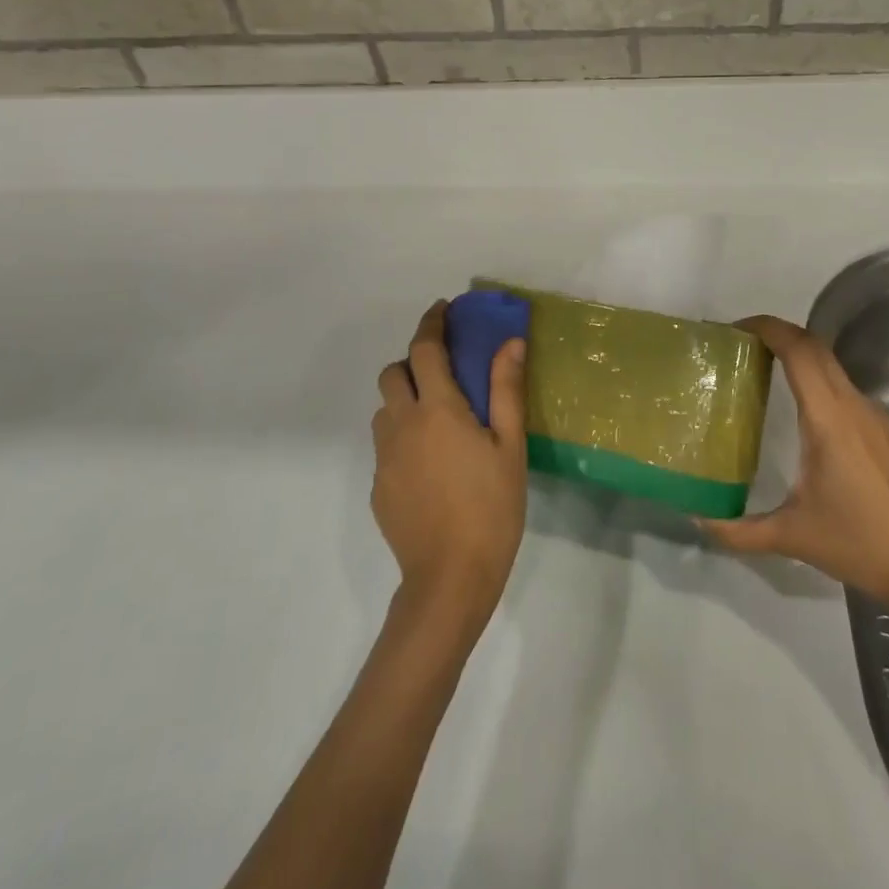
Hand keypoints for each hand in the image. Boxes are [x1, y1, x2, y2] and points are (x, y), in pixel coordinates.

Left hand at [373, 301, 527, 633]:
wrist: (450, 578)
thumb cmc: (491, 507)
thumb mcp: (510, 446)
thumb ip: (506, 389)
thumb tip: (510, 342)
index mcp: (437, 409)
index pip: (424, 349)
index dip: (431, 323)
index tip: (442, 309)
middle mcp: (402, 425)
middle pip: (392, 373)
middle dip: (413, 362)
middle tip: (444, 374)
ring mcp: (384, 458)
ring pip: (384, 410)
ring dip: (404, 400)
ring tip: (437, 421)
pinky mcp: (378, 486)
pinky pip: (386, 445)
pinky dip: (403, 437)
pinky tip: (431, 465)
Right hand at [699, 315, 888, 613]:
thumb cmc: (859, 543)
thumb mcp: (791, 536)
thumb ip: (739, 530)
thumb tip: (699, 520)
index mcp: (830, 418)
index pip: (800, 351)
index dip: (768, 329)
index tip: (735, 329)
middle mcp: (853, 405)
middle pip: (815, 347)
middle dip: (778, 333)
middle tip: (740, 344)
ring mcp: (872, 415)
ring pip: (831, 364)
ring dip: (797, 353)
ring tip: (762, 367)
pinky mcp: (881, 430)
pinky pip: (841, 386)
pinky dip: (814, 376)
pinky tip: (798, 407)